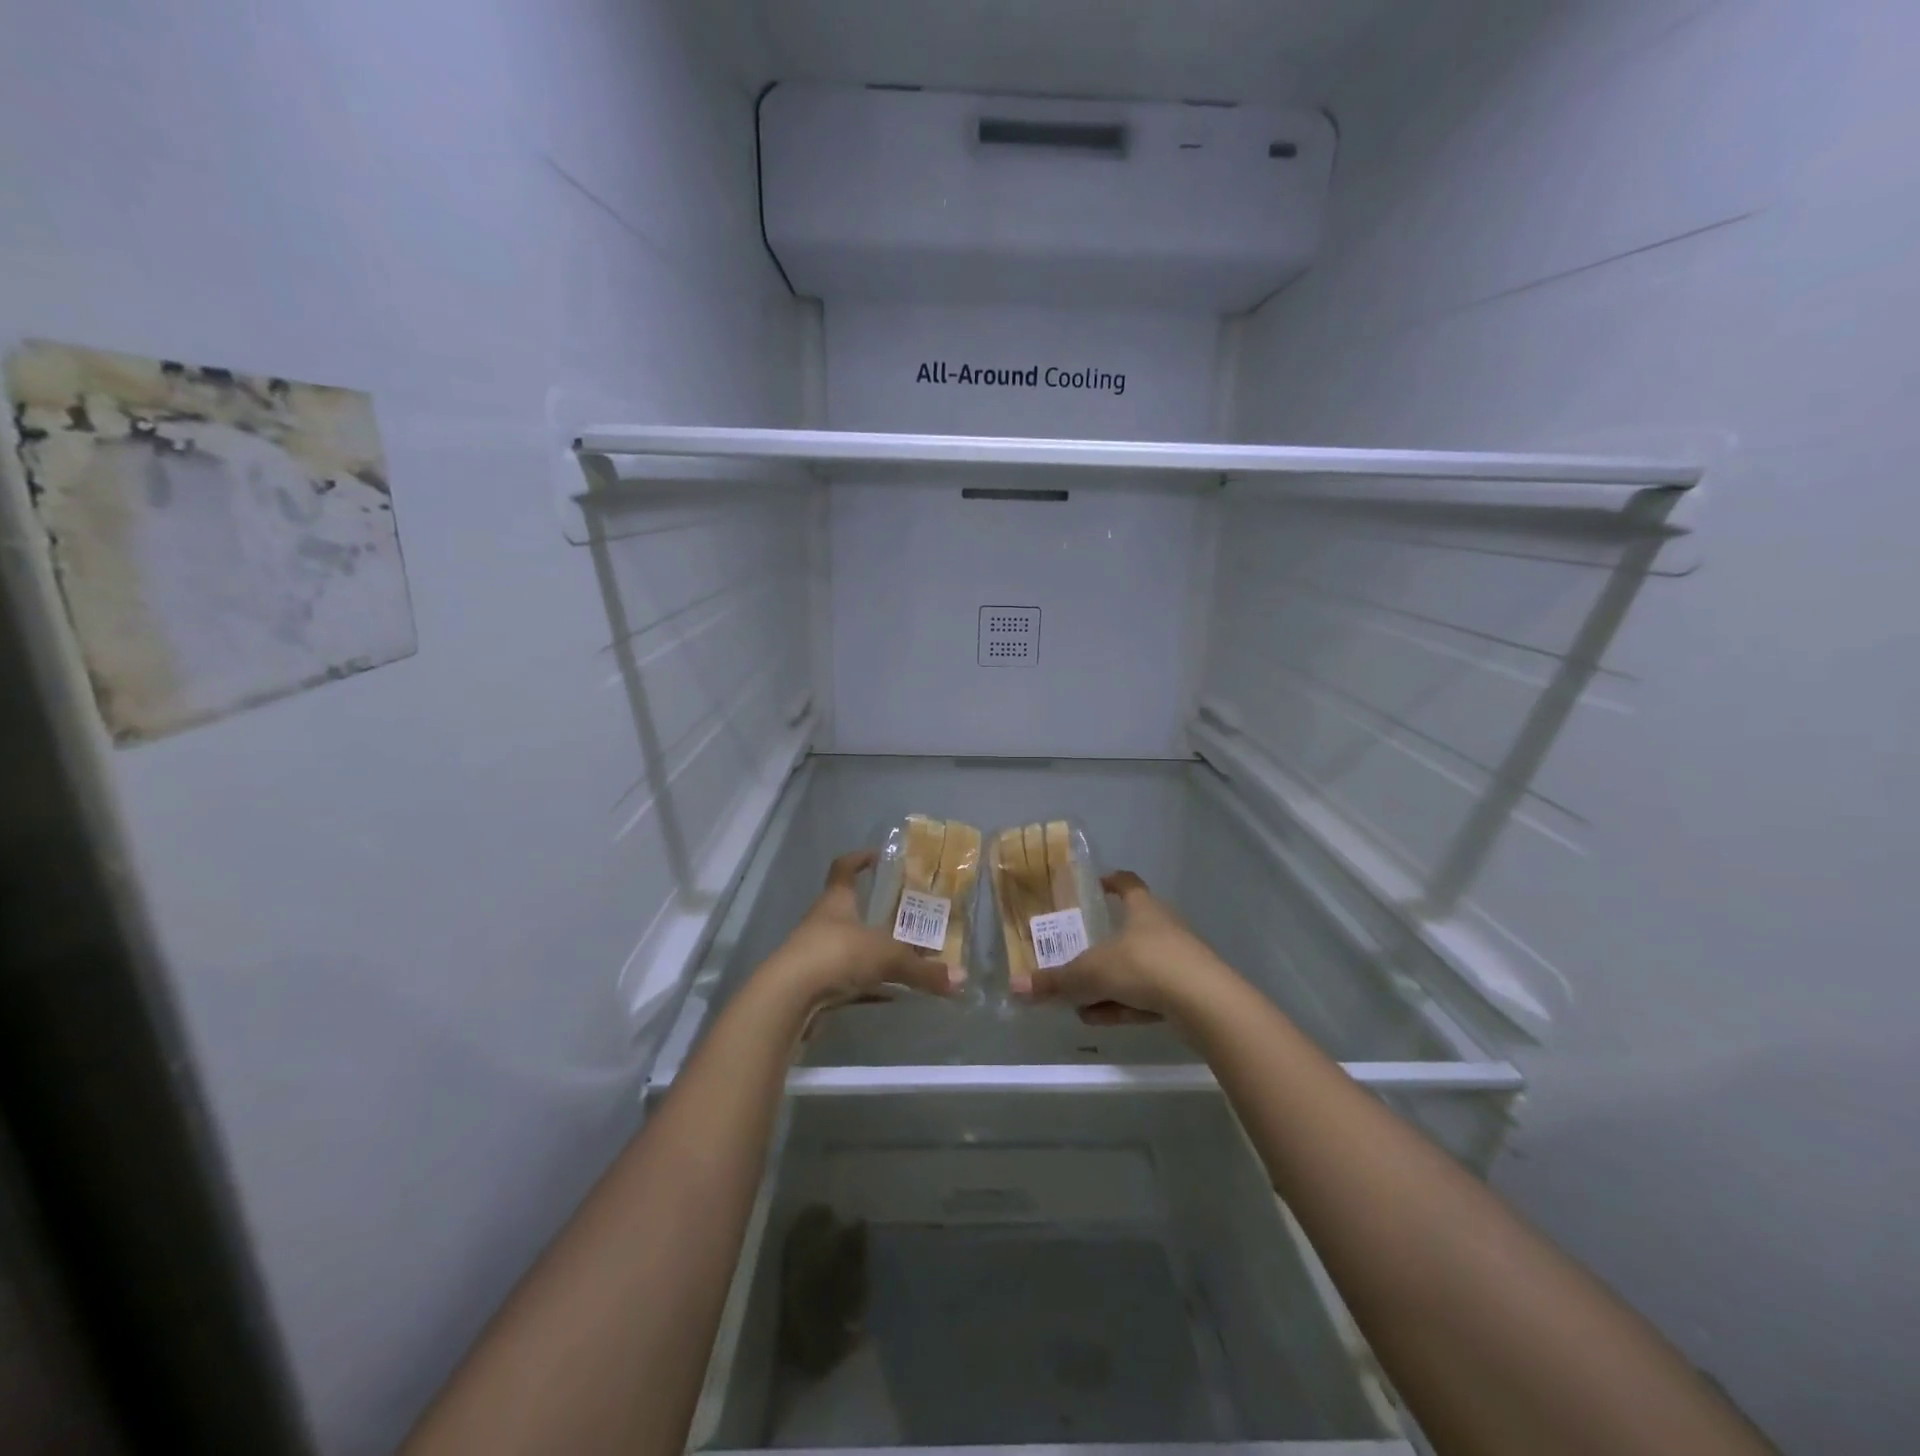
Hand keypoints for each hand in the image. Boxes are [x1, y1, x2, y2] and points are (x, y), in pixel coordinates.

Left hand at [759, 850, 963, 1013]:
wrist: (788, 999)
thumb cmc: (837, 955)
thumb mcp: (887, 958)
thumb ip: (924, 970)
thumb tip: (961, 979)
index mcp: (837, 901)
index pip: (843, 869)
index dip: (858, 859)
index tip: (877, 856)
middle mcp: (823, 922)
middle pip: (846, 909)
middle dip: (872, 911)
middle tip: (904, 914)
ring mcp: (814, 954)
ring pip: (846, 946)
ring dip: (869, 950)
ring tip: (901, 955)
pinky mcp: (812, 985)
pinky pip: (844, 980)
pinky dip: (865, 985)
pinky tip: (887, 995)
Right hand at [1015, 871, 1230, 1025]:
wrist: (1206, 1004)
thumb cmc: (1145, 966)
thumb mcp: (1091, 973)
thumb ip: (1056, 981)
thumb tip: (1016, 987)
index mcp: (1143, 908)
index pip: (1127, 883)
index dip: (1110, 882)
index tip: (1095, 885)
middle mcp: (1163, 927)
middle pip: (1130, 928)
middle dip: (1102, 943)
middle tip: (1076, 953)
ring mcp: (1179, 960)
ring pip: (1137, 966)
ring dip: (1110, 981)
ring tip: (1080, 1001)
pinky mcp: (1188, 992)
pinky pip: (1149, 993)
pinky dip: (1125, 1003)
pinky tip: (1102, 1019)